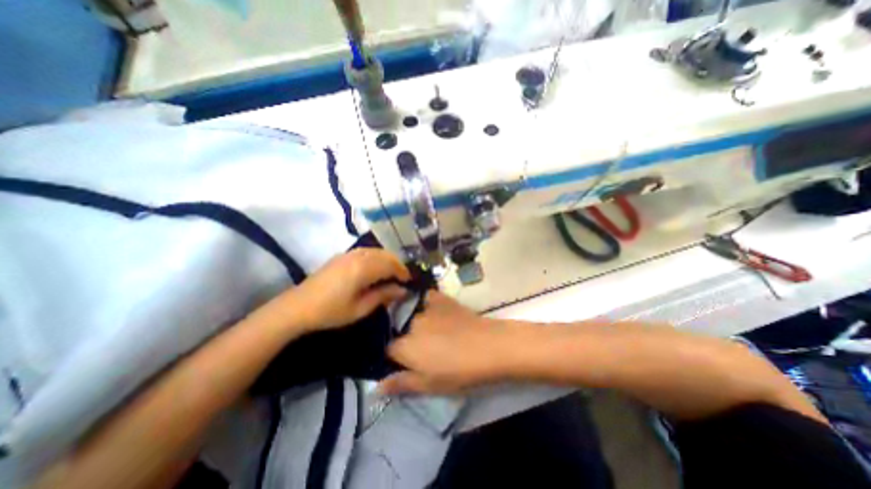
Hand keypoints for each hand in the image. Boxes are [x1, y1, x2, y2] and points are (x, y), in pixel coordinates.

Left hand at [282, 248, 412, 331]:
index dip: (402, 272)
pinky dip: (376, 257)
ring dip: (387, 259)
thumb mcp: (360, 308)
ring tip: (391, 272)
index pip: (391, 265)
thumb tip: (402, 290)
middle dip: (397, 264)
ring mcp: (349, 254)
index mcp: (364, 269)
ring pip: (376, 251)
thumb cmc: (331, 311)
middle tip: (402, 277)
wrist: (298, 306)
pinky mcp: (342, 256)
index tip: (409, 281)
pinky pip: (365, 251)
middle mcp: (358, 256)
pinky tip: (375, 267)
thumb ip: (383, 296)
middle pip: (385, 255)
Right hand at [378, 292, 510, 394]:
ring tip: (431, 329)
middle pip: (400, 330)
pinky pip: (426, 297)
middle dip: (408, 338)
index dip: (397, 357)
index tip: (407, 361)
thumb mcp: (429, 385)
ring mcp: (425, 308)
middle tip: (424, 346)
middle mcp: (410, 324)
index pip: (389, 350)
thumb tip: (375, 388)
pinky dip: (427, 303)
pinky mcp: (440, 298)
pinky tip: (434, 309)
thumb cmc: (460, 372)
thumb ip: (401, 384)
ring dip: (416, 321)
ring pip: (411, 314)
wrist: (488, 346)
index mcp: (404, 347)